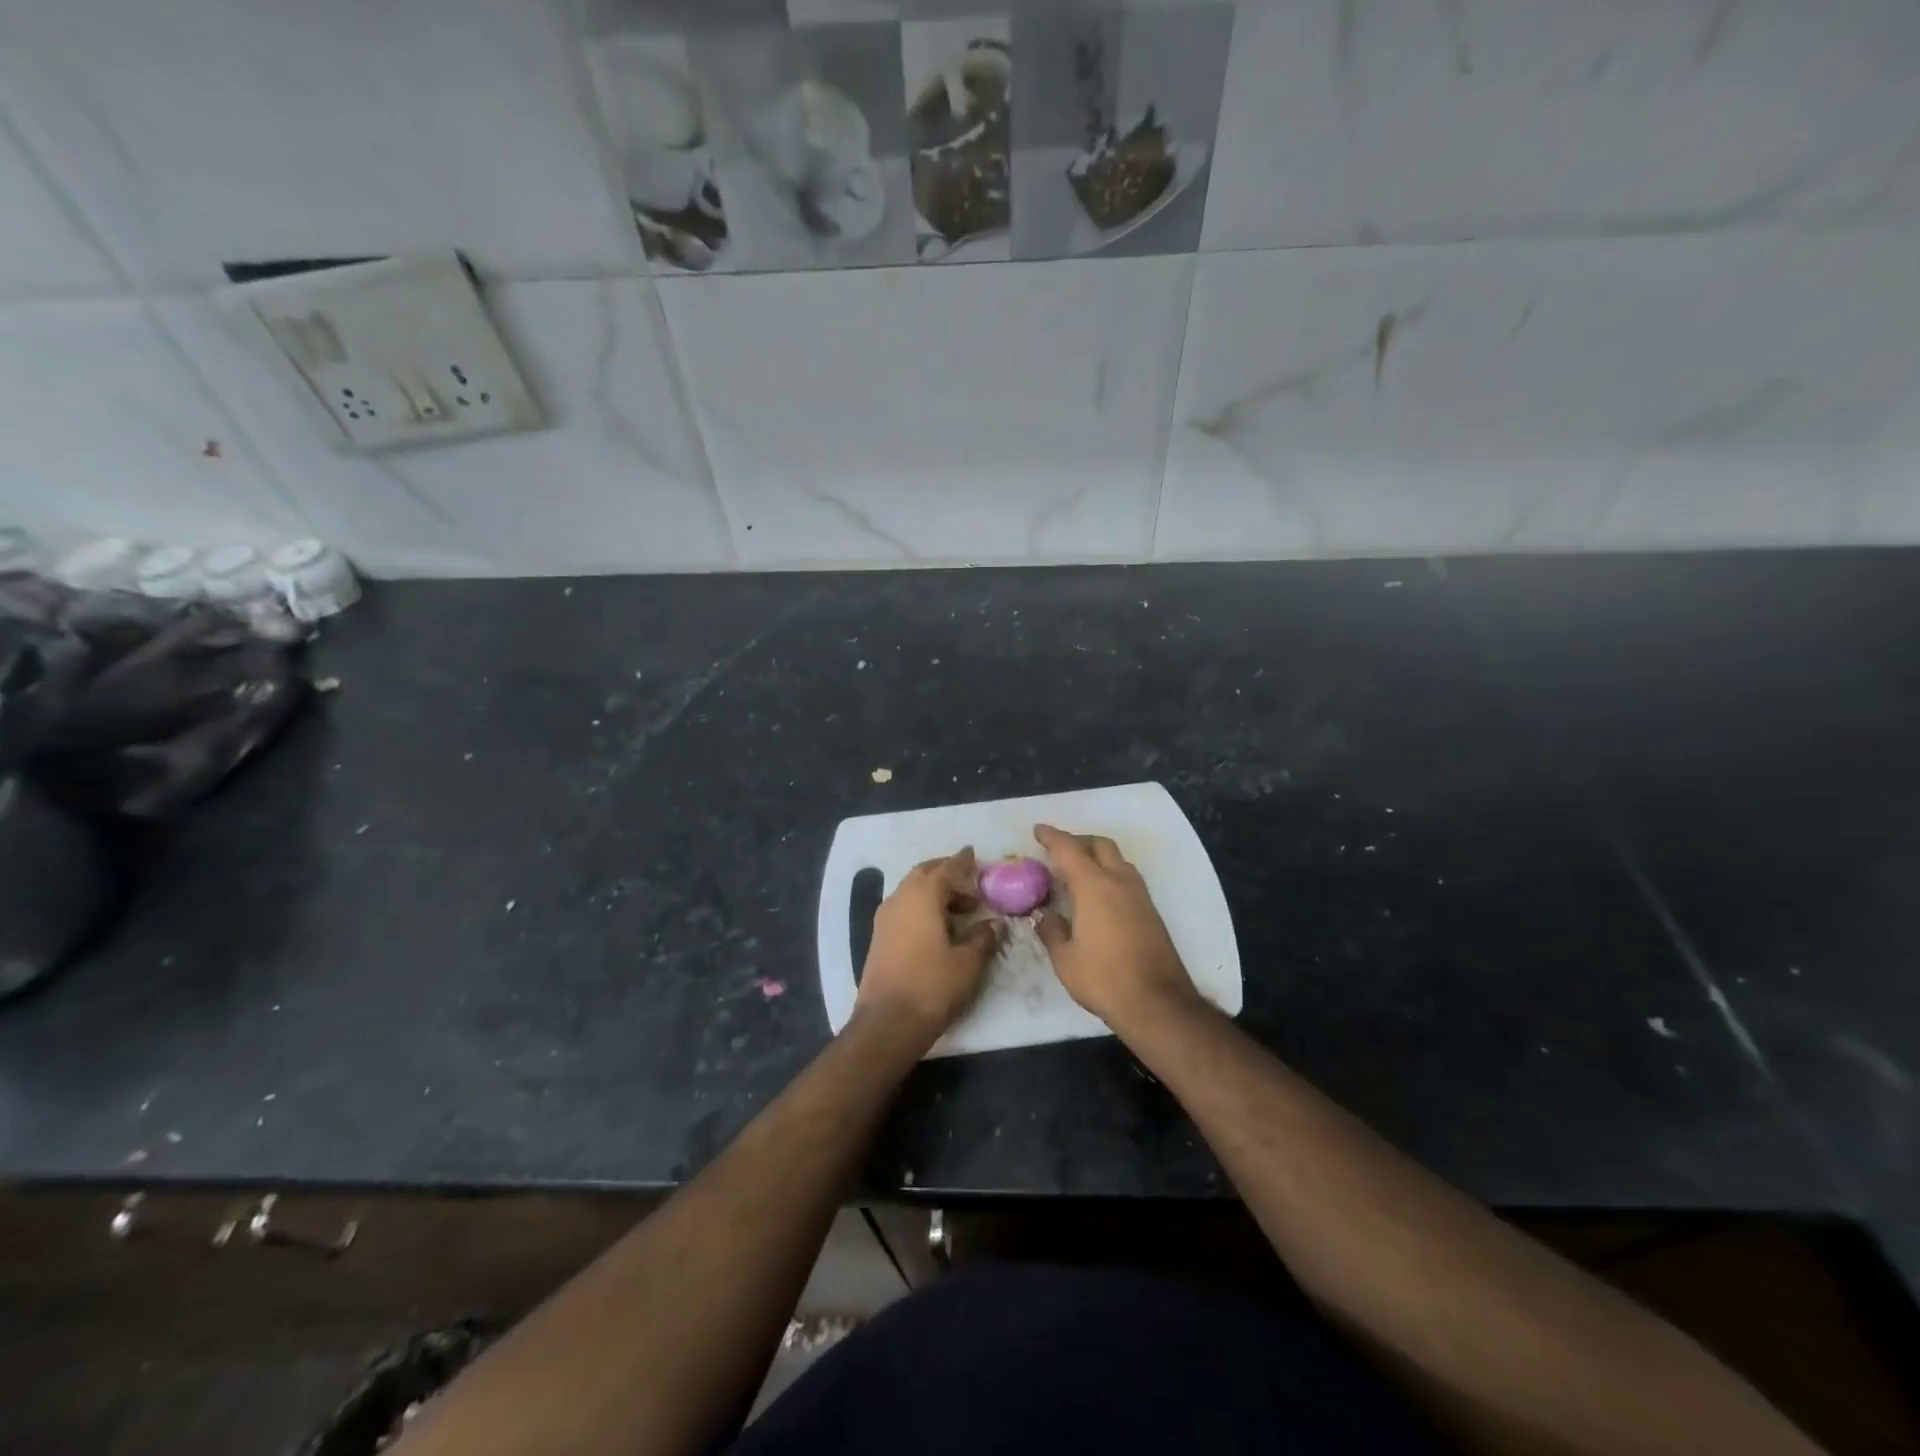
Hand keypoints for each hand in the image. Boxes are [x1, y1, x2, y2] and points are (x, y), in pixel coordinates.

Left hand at [855, 848, 998, 1044]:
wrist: (887, 1022)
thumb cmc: (932, 986)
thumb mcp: (969, 962)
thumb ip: (984, 937)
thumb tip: (995, 923)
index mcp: (922, 896)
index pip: (946, 868)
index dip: (962, 861)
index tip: (974, 854)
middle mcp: (900, 899)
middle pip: (924, 874)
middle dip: (946, 873)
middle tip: (969, 881)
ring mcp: (885, 918)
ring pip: (912, 891)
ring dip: (935, 892)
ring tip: (962, 910)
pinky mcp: (879, 937)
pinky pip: (904, 908)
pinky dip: (923, 907)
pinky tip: (939, 926)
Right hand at [1034, 824, 1200, 1035]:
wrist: (1157, 1002)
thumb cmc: (1103, 978)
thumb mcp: (1065, 958)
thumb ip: (1051, 930)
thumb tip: (1043, 914)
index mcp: (1094, 886)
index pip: (1069, 849)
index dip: (1052, 837)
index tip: (1038, 831)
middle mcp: (1119, 881)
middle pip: (1100, 845)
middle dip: (1078, 841)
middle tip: (1058, 852)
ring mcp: (1139, 895)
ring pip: (1117, 860)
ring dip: (1097, 857)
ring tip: (1077, 873)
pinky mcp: (1151, 911)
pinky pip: (1126, 878)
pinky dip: (1109, 874)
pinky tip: (1098, 895)